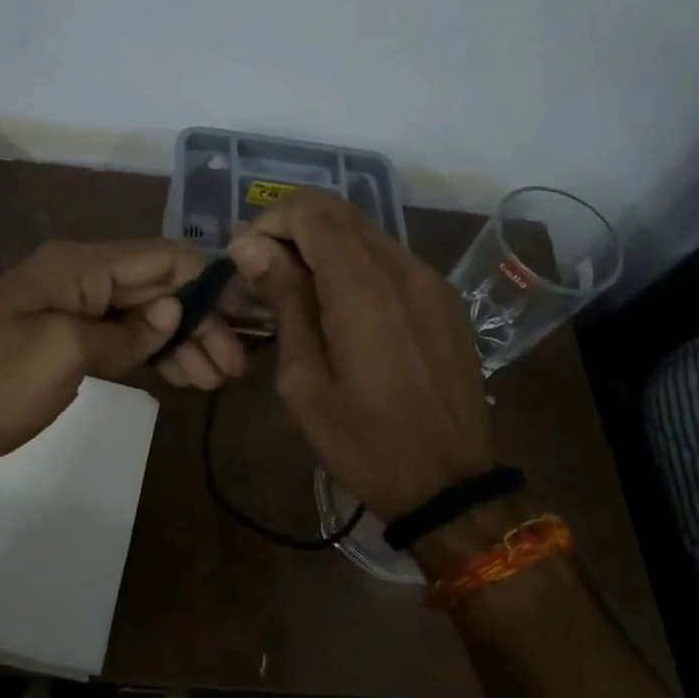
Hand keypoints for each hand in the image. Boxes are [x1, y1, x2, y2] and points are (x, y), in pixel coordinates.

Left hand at [0, 240, 248, 486]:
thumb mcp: (63, 355)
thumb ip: (124, 333)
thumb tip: (173, 311)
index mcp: (77, 267)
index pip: (160, 257)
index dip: (207, 279)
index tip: (248, 309)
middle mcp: (77, 277)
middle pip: (155, 287)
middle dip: (199, 320)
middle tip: (236, 365)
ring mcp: (68, 310)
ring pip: (141, 315)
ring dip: (181, 341)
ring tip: (218, 378)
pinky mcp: (62, 341)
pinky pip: (118, 338)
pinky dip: (151, 354)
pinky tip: (181, 375)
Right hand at [228, 193, 492, 523]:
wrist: (451, 486)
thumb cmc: (364, 441)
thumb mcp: (304, 380)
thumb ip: (284, 302)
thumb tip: (250, 246)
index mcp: (363, 288)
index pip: (312, 212)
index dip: (271, 221)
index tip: (247, 258)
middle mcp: (402, 268)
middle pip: (340, 211)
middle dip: (293, 226)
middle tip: (265, 269)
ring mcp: (431, 280)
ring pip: (366, 231)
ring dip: (323, 243)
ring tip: (298, 288)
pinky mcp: (445, 298)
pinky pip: (391, 257)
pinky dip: (355, 262)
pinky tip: (340, 304)